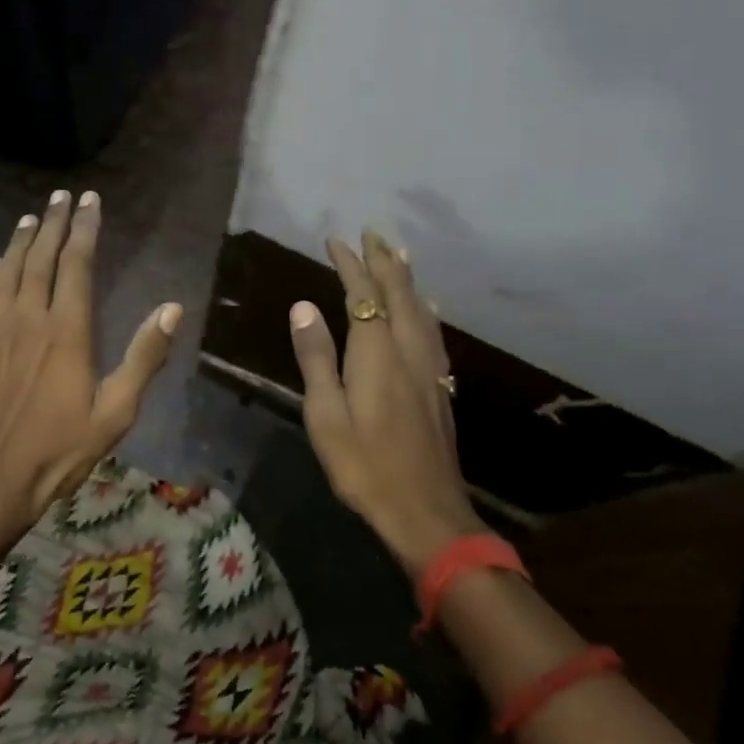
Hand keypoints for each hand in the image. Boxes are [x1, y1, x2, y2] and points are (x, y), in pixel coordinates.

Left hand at [0, 189, 181, 523]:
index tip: (90, 200)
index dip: (85, 228)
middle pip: (40, 257)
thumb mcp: (116, 411)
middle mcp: (28, 317)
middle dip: (53, 222)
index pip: (77, 263)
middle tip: (61, 196)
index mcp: (67, 329)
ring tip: (30, 218)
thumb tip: (172, 308)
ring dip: (20, 241)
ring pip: (7, 271)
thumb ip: (144, 356)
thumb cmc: (61, 448)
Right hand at [288, 231, 484, 572]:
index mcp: (377, 353)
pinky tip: (427, 308)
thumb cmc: (364, 464)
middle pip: (399, 293)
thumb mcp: (326, 414)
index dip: (350, 264)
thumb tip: (303, 307)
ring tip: (400, 254)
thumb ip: (316, 358)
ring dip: (407, 278)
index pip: (364, 294)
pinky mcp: (439, 386)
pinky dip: (425, 308)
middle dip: (383, 260)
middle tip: (372, 233)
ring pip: (421, 309)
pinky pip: (432, 331)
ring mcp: (429, 368)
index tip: (336, 240)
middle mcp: (408, 350)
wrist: (425, 510)